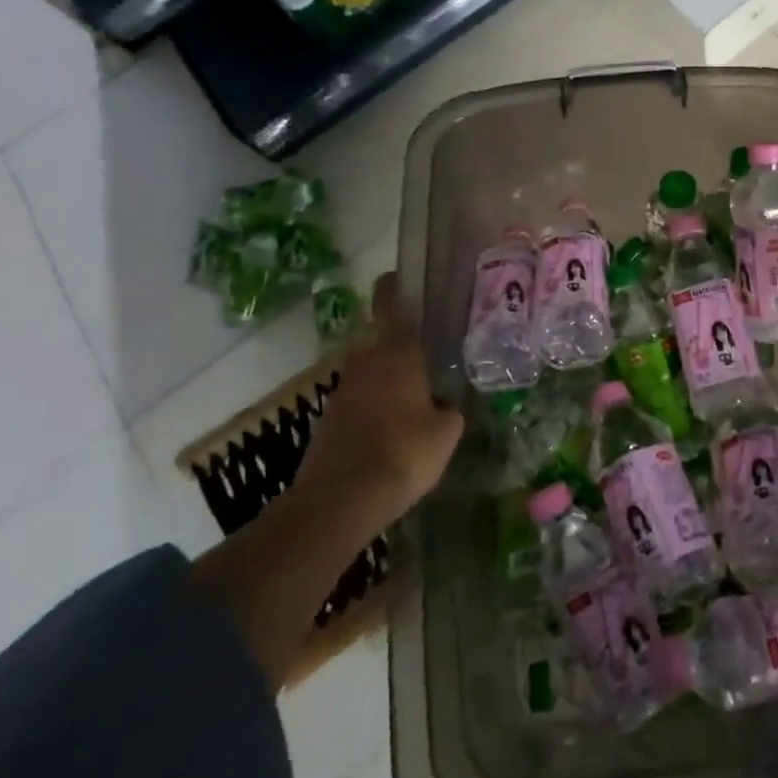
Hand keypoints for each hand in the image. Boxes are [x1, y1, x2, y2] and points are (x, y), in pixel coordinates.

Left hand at [294, 273, 462, 525]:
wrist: (340, 500)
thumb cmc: (403, 452)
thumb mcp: (446, 432)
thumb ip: (449, 410)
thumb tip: (443, 405)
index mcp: (396, 354)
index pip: (391, 306)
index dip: (393, 287)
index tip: (396, 276)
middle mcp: (365, 363)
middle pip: (381, 345)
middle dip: (400, 352)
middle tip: (427, 366)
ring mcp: (342, 392)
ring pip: (370, 377)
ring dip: (387, 385)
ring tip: (413, 407)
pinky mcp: (328, 422)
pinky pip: (358, 404)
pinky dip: (373, 412)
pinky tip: (391, 437)